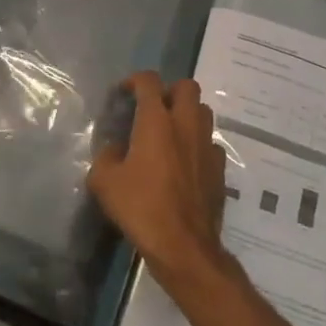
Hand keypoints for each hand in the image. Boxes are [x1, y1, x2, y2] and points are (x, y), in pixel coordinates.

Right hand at [88, 72, 229, 281]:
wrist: (183, 244)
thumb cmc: (141, 207)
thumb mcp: (105, 182)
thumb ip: (107, 156)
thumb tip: (116, 149)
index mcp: (156, 121)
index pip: (149, 81)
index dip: (135, 81)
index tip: (124, 94)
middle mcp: (186, 124)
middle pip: (187, 86)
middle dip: (169, 91)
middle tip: (153, 109)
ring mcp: (207, 145)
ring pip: (203, 111)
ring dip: (187, 114)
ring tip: (170, 133)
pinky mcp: (220, 167)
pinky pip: (211, 143)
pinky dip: (198, 144)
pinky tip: (186, 162)